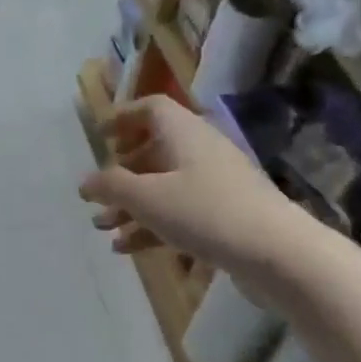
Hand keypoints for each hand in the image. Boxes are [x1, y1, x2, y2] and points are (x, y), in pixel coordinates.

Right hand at [80, 96, 303, 272]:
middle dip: (121, 174)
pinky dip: (151, 225)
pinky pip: (178, 212)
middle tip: (98, 195)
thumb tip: (86, 181)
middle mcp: (201, 152)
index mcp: (184, 134)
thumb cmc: (204, 213)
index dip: (123, 118)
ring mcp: (215, 184)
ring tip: (103, 228)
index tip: (99, 136)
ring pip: (163, 187)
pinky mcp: (223, 215)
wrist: (274, 252)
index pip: (151, 109)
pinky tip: (126, 248)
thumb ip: (111, 186)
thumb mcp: (147, 198)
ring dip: (131, 206)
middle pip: (154, 151)